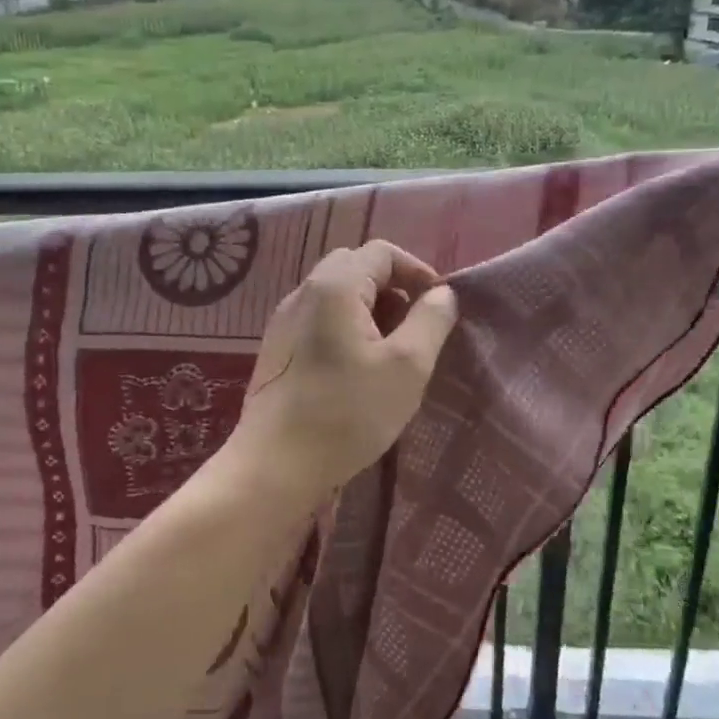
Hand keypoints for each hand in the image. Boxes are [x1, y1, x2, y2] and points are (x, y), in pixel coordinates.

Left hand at [227, 241, 458, 499]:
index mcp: (334, 286)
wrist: (275, 466)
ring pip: (337, 296)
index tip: (438, 307)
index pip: (382, 252)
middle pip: (357, 268)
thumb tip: (442, 293)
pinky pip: (320, 320)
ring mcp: (284, 321)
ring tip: (391, 354)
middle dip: (393, 290)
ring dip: (371, 312)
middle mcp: (303, 292)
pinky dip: (347, 329)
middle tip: (414, 329)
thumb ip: (431, 320)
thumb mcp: (407, 366)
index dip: (417, 271)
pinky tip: (358, 371)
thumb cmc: (348, 413)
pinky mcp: (278, 349)